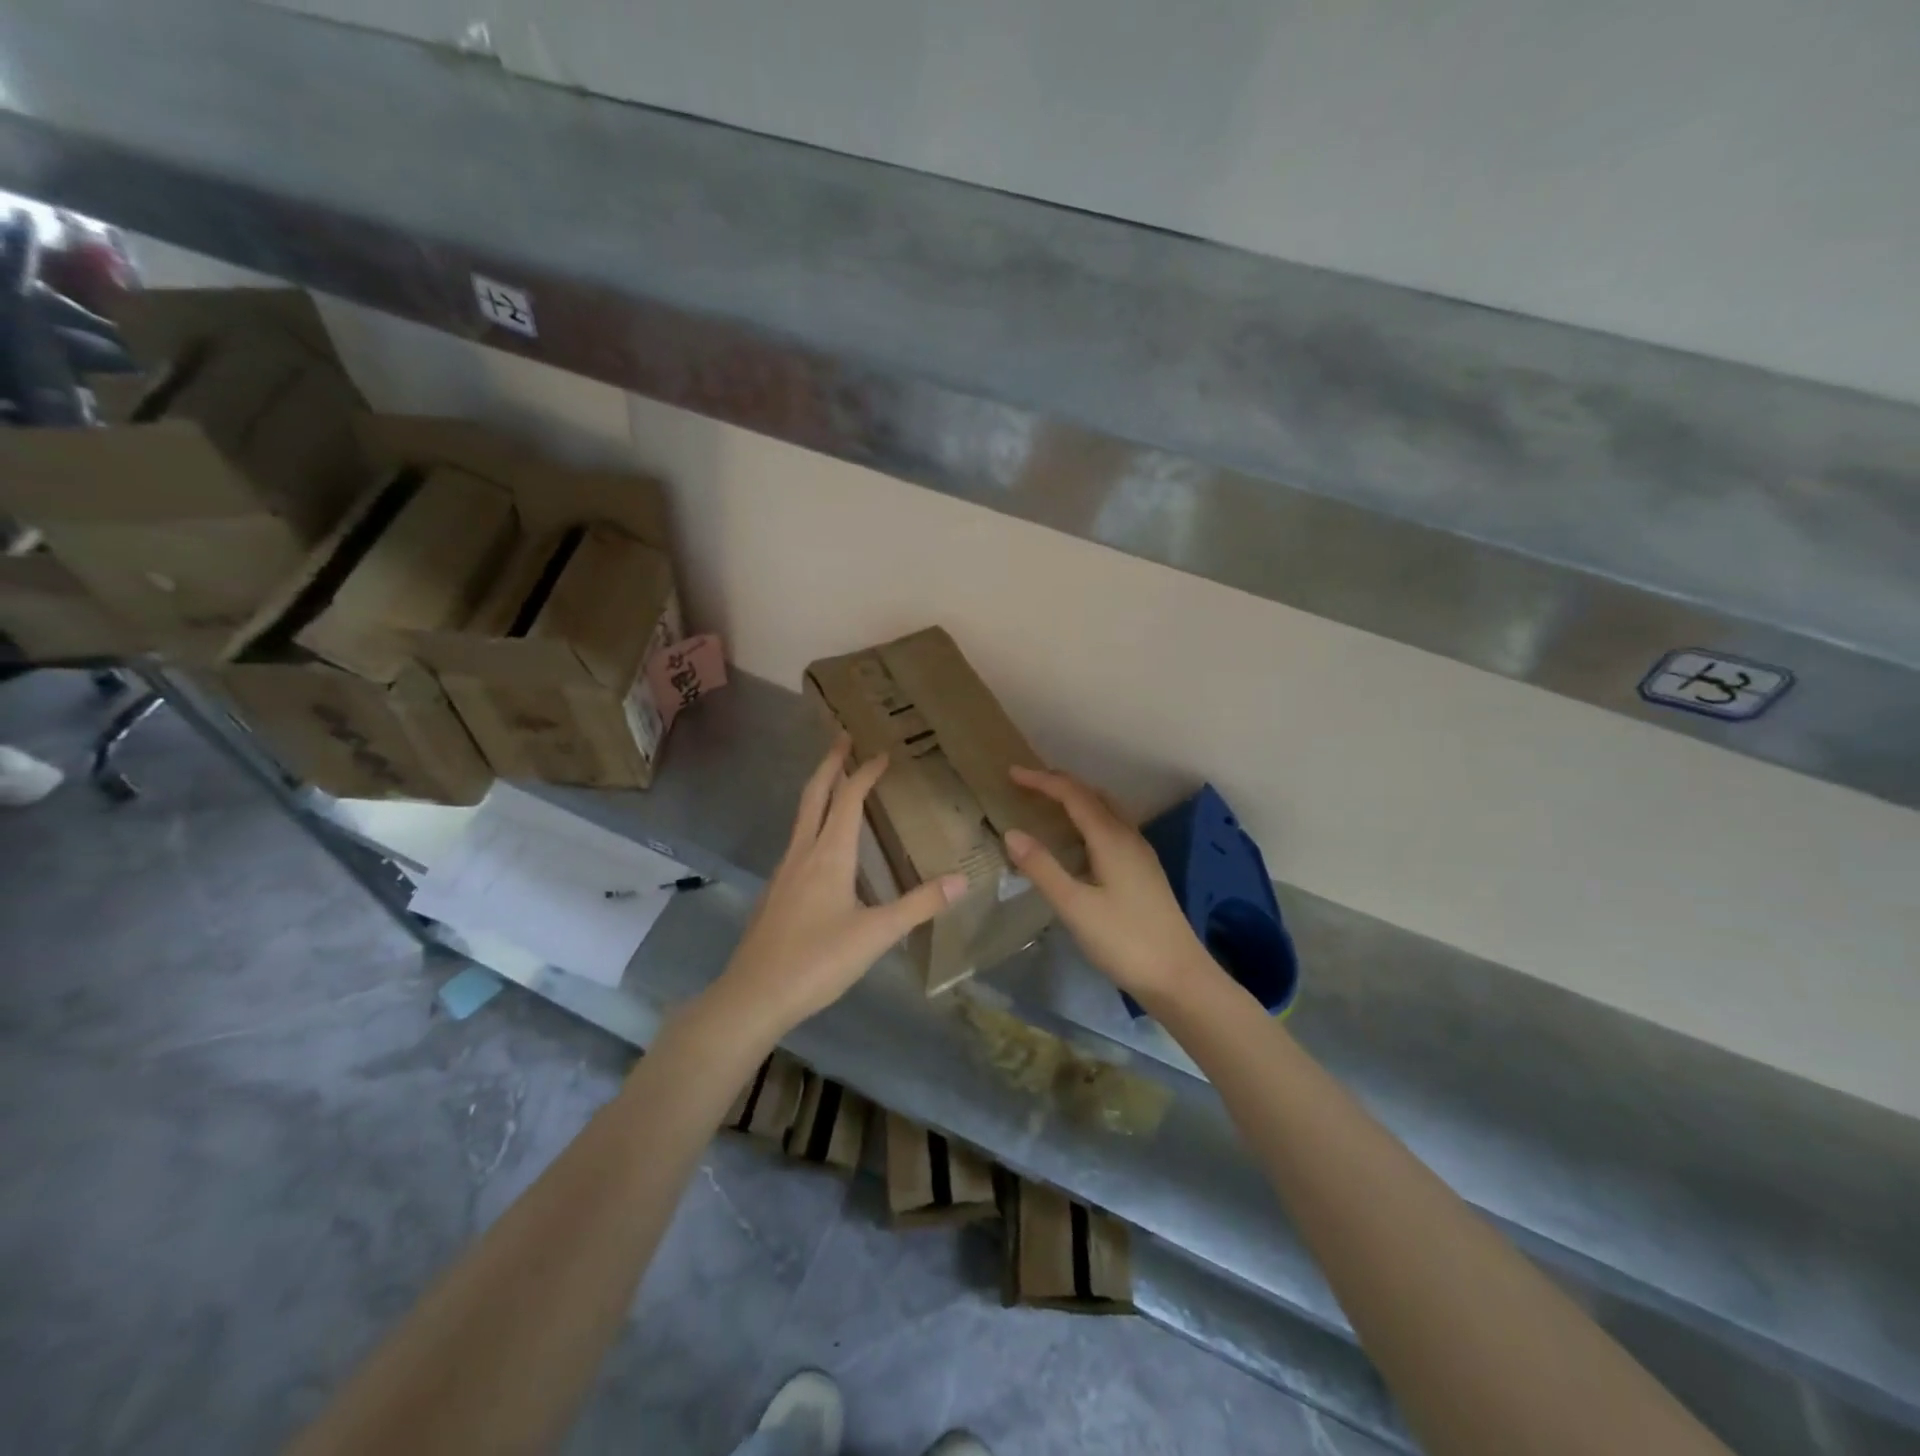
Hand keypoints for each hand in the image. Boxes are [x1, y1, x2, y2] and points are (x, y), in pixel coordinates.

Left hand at [713, 734, 966, 1034]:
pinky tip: (822, 844)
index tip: (882, 753)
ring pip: (801, 816)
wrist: (754, 995)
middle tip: (843, 737)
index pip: (848, 799)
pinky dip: (813, 822)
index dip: (865, 773)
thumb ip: (919, 905)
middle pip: (814, 794)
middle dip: (830, 763)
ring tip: (838, 783)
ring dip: (819, 791)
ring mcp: (784, 871)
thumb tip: (962, 880)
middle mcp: (803, 852)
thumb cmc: (818, 960)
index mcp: (829, 855)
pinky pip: (797, 841)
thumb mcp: (877, 934)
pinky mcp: (776, 891)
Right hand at [1003, 765, 1218, 1006]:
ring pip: (1106, 810)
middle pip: (1093, 795)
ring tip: (1048, 805)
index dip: (1042, 780)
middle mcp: (1128, 836)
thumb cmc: (1124, 940)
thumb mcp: (1074, 906)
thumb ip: (1042, 868)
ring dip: (1077, 799)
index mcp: (1111, 838)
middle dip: (1059, 784)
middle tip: (1026, 785)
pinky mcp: (1144, 871)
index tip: (1012, 773)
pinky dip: (1089, 819)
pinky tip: (1078, 841)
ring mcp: (1140, 853)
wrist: (1178, 977)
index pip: (1073, 794)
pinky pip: (1113, 828)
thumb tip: (1011, 833)